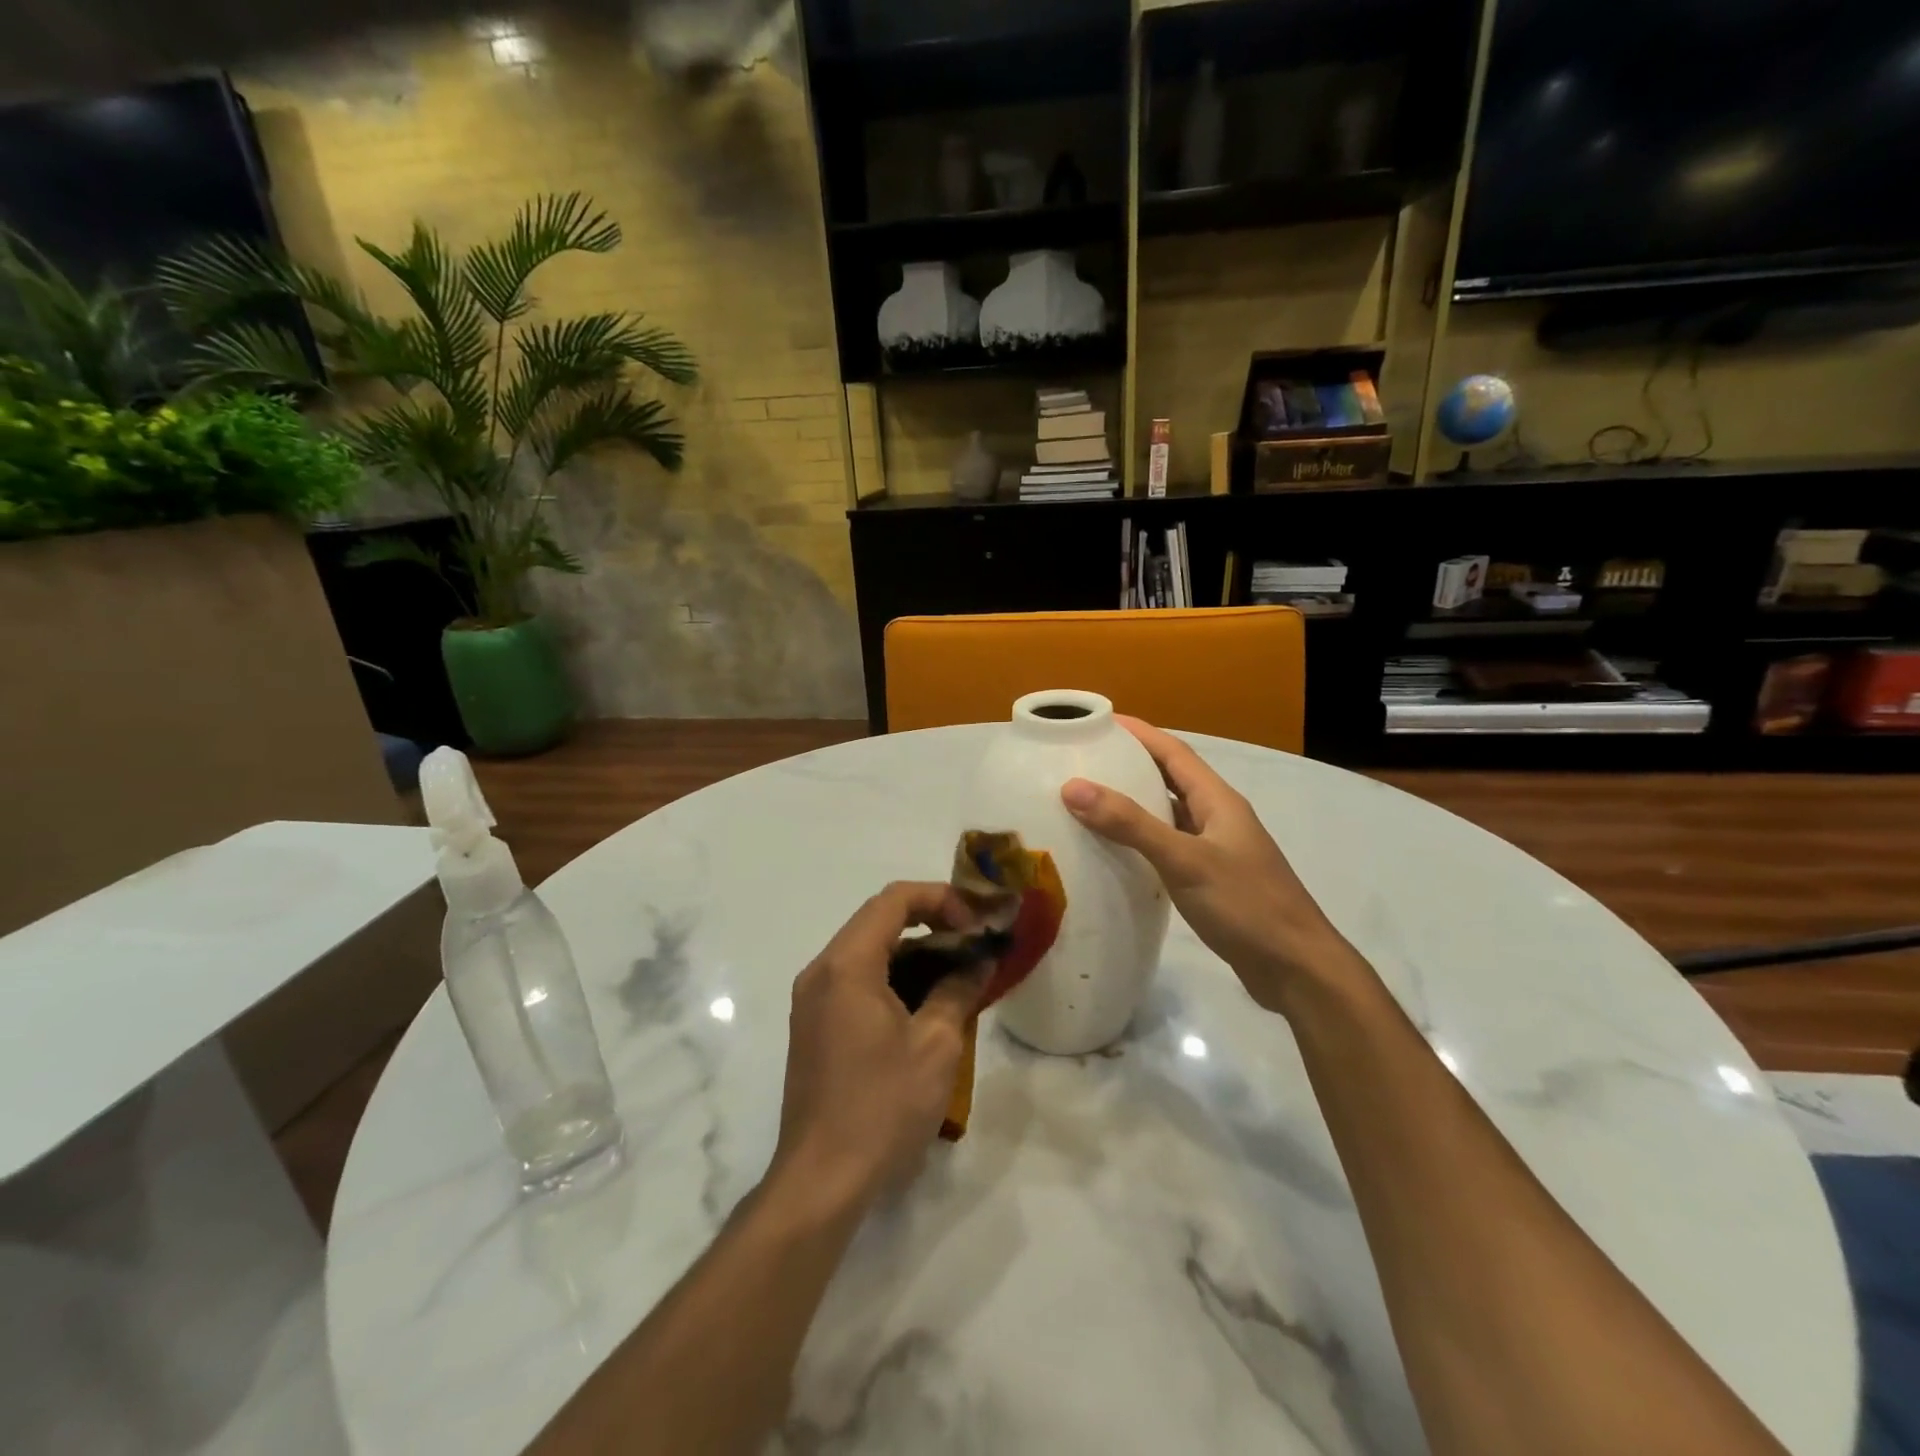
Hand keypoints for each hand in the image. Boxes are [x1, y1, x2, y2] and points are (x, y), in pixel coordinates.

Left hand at [771, 882, 985, 1209]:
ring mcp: (813, 1000)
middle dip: (932, 925)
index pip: (894, 900)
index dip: (941, 899)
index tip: (974, 925)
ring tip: (960, 977)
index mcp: (847, 964)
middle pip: (880, 922)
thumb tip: (979, 959)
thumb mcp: (936, 1044)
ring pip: (870, 953)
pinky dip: (895, 981)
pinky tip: (929, 1008)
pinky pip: (858, 982)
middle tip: (974, 946)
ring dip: (916, 955)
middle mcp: (822, 971)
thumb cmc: (882, 1105)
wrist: (821, 1180)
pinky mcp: (815, 1027)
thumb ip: (959, 989)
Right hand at [1060, 718, 1357, 1010]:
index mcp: (1218, 801)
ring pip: (1169, 814)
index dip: (1139, 733)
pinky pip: (1169, 846)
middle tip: (1085, 761)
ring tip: (1090, 800)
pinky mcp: (1211, 880)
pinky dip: (1142, 840)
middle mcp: (1218, 818)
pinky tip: (1117, 852)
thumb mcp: (1185, 860)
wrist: (1296, 968)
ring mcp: (1217, 850)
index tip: (1098, 722)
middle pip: (1171, 778)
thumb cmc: (1245, 904)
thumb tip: (1074, 787)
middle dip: (1132, 764)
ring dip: (1135, 803)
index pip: (1174, 752)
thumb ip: (1131, 824)